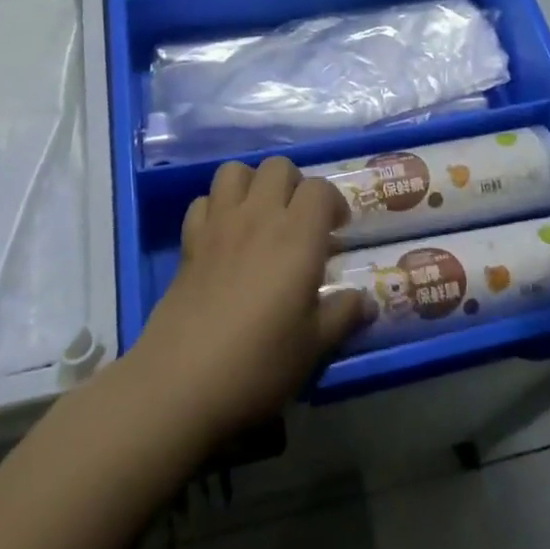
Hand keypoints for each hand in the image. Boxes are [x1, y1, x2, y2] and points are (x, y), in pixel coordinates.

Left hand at [129, 157, 364, 442]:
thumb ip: (342, 315)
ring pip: (236, 171)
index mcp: (297, 235)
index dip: (333, 202)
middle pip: (278, 167)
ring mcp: (220, 223)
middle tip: (299, 220)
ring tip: (260, 215)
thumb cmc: (259, 363)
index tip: (337, 230)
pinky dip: (216, 207)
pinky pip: (203, 201)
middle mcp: (259, 216)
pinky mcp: (189, 240)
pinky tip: (223, 235)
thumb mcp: (313, 347)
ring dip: (251, 184)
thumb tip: (367, 302)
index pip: (320, 189)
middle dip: (294, 184)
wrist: (182, 381)